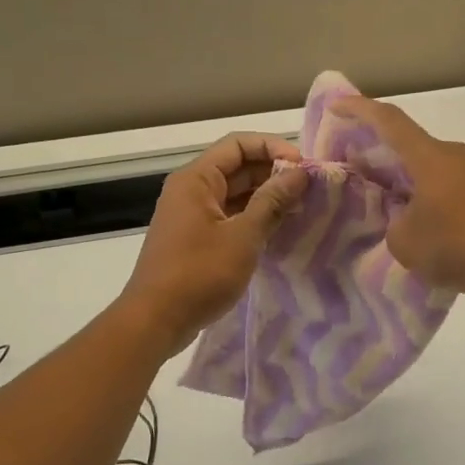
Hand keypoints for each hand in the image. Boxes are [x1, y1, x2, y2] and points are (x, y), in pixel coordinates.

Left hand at [118, 133, 310, 354]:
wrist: (155, 320)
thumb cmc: (199, 273)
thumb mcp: (243, 236)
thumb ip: (272, 201)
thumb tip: (299, 173)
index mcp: (197, 179)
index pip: (238, 144)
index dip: (272, 148)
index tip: (303, 167)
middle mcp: (191, 189)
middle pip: (237, 167)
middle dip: (273, 172)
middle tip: (309, 189)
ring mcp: (191, 215)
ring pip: (234, 193)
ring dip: (265, 196)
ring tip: (300, 208)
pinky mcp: (194, 238)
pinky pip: (228, 215)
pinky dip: (252, 217)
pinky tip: (279, 229)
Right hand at [332, 96, 464, 297]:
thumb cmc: (457, 246)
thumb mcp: (404, 241)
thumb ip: (392, 222)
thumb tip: (403, 218)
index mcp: (429, 157)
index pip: (388, 120)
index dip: (359, 110)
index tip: (335, 106)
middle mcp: (453, 155)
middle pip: (408, 143)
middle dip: (378, 151)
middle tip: (353, 166)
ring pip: (428, 165)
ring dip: (403, 176)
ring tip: (382, 199)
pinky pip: (445, 183)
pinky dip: (424, 192)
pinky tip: (416, 219)